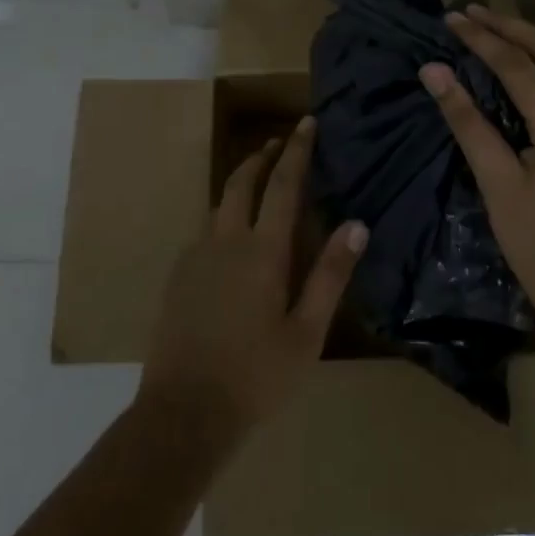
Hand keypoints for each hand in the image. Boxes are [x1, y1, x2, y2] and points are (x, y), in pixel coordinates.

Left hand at [139, 116, 366, 444]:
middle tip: (279, 143)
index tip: (306, 123)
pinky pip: (205, 229)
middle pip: (242, 180)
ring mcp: (196, 255)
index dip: (297, 150)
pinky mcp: (178, 275)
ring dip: (240, 181)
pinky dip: (223, 214)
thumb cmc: (255, 376)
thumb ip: (330, 275)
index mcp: (262, 250)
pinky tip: (231, 236)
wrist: (183, 412)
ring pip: (219, 202)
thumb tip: (357, 225)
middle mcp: (226, 239)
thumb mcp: (306, 333)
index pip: (283, 184)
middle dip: (262, 156)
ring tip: (258, 181)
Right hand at [419, 5, 534, 347]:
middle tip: (470, 11)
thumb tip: (434, 72)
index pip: (518, 65)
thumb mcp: (499, 188)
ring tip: (490, 28)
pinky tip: (524, 65)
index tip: (450, 18)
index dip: (481, 39)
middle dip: (509, 26)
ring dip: (529, 42)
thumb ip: (468, 123)